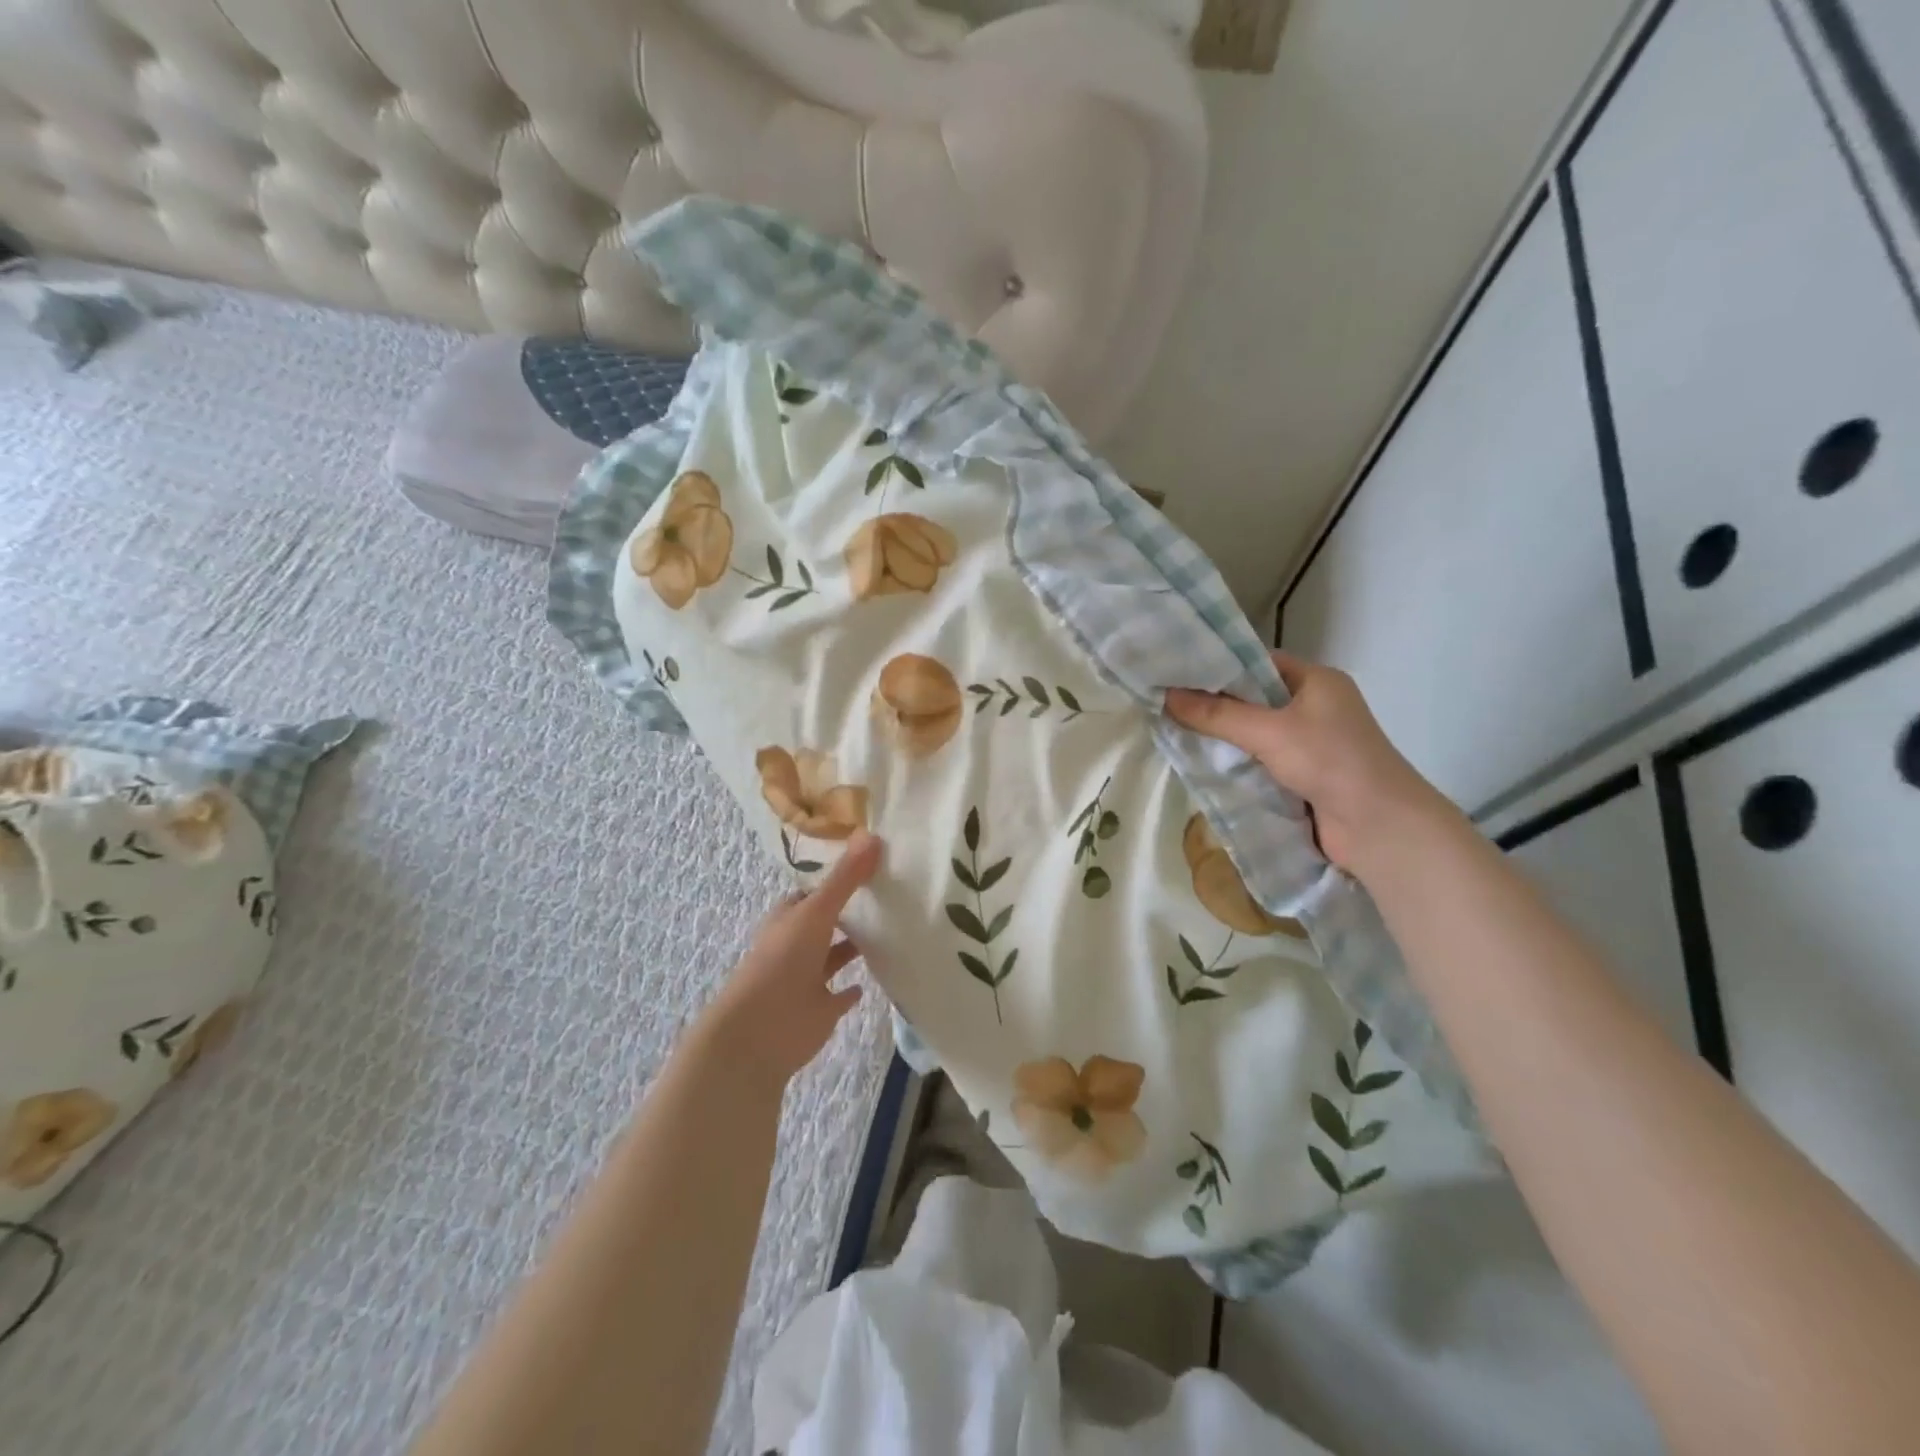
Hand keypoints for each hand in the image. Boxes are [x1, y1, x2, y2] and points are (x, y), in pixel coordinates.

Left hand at [700, 832, 881, 1087]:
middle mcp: (798, 944)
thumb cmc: (783, 961)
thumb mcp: (816, 911)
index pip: (815, 892)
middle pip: (826, 922)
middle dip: (849, 912)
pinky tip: (873, 979)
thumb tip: (872, 835)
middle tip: (889, 894)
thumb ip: (846, 878)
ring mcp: (808, 978)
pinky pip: (840, 995)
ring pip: (835, 957)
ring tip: (892, 931)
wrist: (760, 1030)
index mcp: (790, 918)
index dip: (837, 879)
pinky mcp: (821, 1010)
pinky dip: (853, 989)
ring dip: (854, 947)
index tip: (869, 865)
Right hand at [1165, 652, 1450, 875]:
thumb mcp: (1269, 731)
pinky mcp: (1303, 776)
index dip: (1219, 667)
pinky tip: (1202, 765)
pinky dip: (1236, 764)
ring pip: (1254, 734)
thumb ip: (1217, 714)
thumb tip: (1166, 696)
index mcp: (1316, 681)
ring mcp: (1310, 744)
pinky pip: (1260, 762)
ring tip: (1174, 733)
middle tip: (1167, 704)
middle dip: (1214, 705)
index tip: (1177, 673)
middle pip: (1253, 700)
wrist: (1379, 827)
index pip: (1258, 663)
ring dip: (1223, 738)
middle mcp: (1314, 707)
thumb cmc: (1330, 762)